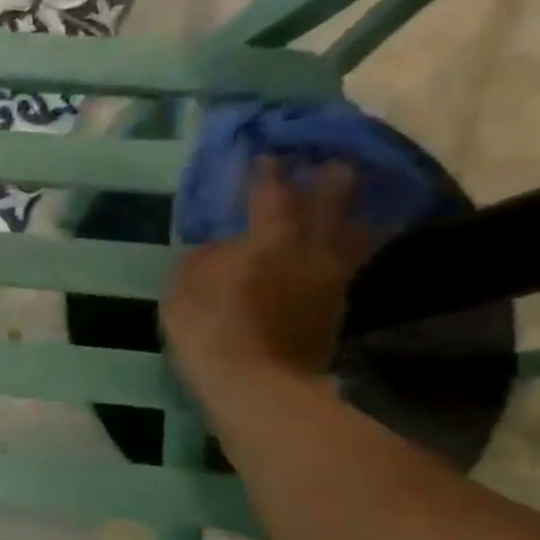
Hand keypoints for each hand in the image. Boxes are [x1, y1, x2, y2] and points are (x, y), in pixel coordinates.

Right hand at [161, 157, 377, 406]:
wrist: (257, 387)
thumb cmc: (209, 331)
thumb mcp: (183, 289)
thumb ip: (203, 258)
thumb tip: (223, 246)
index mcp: (270, 239)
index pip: (271, 191)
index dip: (267, 170)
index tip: (265, 153)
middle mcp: (312, 249)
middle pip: (335, 199)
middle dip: (329, 175)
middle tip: (322, 163)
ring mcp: (332, 279)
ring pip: (356, 231)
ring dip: (354, 212)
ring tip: (347, 203)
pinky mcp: (337, 308)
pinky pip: (348, 265)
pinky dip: (348, 249)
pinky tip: (337, 248)